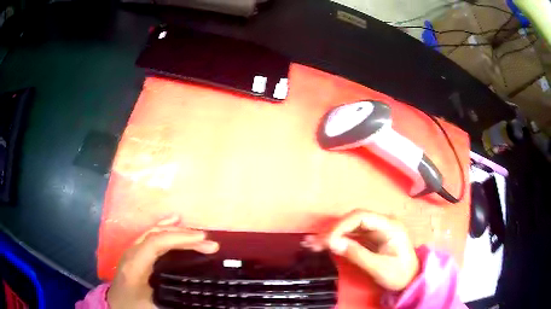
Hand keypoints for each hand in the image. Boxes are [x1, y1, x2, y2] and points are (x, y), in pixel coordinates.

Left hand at [107, 215, 218, 308]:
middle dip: (184, 236)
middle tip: (209, 242)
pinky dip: (165, 228)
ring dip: (177, 232)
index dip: (180, 238)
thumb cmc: (132, 305)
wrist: (115, 304)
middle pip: (158, 235)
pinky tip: (174, 222)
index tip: (203, 241)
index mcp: (135, 265)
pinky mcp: (135, 252)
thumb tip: (198, 296)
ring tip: (198, 234)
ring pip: (155, 232)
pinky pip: (151, 235)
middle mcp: (132, 252)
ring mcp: (132, 250)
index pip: (156, 243)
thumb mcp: (152, 306)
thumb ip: (173, 301)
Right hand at [303, 210, 418, 290]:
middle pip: (353, 220)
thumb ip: (357, 254)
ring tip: (312, 244)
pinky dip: (338, 241)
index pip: (361, 217)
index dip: (341, 226)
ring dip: (332, 235)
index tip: (327, 241)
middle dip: (333, 231)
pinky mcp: (371, 239)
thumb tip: (332, 243)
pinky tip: (324, 245)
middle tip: (314, 243)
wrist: (410, 280)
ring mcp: (376, 231)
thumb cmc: (399, 274)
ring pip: (350, 228)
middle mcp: (382, 223)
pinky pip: (352, 236)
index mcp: (389, 226)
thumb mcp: (379, 267)